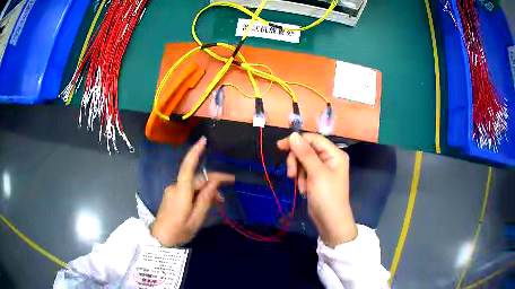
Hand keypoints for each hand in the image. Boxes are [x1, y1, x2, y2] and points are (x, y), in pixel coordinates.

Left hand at [151, 137, 234, 246]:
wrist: (160, 239)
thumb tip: (214, 182)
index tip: (203, 141)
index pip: (188, 167)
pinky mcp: (172, 195)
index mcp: (181, 192)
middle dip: (212, 184)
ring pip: (193, 184)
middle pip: (196, 178)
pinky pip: (188, 189)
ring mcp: (173, 190)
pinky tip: (206, 203)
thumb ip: (205, 199)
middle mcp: (175, 187)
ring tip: (217, 203)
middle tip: (224, 197)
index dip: (195, 152)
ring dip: (206, 190)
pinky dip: (198, 193)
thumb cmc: (179, 231)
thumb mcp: (196, 219)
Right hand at [277, 132, 356, 246]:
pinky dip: (301, 180)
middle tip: (291, 174)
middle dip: (297, 161)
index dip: (297, 141)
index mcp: (334, 153)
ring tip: (302, 187)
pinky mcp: (316, 179)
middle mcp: (329, 159)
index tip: (280, 146)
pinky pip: (304, 172)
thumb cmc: (327, 196)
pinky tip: (304, 190)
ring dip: (299, 173)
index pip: (313, 139)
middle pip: (306, 150)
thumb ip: (304, 153)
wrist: (330, 221)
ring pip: (303, 161)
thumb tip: (293, 135)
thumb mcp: (316, 173)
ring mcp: (323, 169)